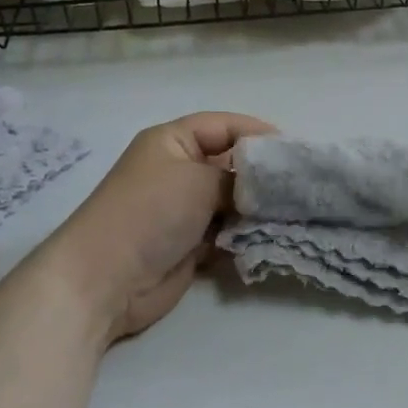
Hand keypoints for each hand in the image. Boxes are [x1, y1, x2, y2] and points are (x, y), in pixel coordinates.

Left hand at [42, 112, 275, 345]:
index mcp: (173, 141)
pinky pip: (228, 230)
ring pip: (233, 200)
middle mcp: (179, 169)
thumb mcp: (199, 180)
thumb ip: (240, 177)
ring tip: (296, 210)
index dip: (258, 133)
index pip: (224, 126)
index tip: (294, 151)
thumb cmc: (150, 212)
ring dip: (258, 207)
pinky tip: (274, 235)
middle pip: (232, 163)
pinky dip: (247, 233)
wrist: (104, 280)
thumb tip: (267, 184)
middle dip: (263, 174)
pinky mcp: (190, 244)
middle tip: (302, 184)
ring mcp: (184, 208)